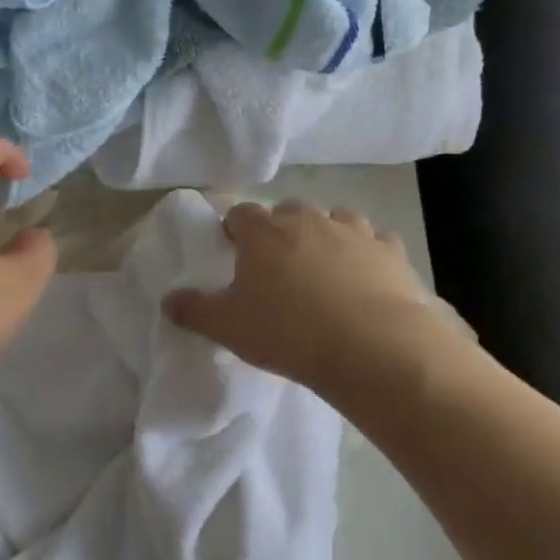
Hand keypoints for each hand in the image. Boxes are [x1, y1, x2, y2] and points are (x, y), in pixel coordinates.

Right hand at [164, 200, 473, 405]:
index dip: (234, 229)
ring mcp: (354, 231)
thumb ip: (194, 310)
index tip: (233, 249)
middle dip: (280, 231)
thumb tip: (168, 300)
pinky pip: (376, 241)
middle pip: (288, 212)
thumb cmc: (288, 332)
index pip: (240, 214)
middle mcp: (308, 220)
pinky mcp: (392, 251)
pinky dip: (368, 252)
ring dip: (326, 235)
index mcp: (264, 232)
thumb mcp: (228, 328)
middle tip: (277, 266)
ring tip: (323, 268)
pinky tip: (366, 276)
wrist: (372, 347)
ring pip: (335, 218)